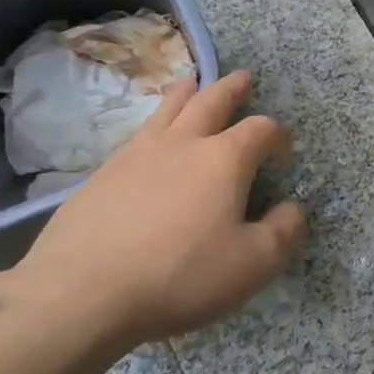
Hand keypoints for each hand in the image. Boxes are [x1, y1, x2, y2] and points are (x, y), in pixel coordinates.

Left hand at [3, 70, 306, 345]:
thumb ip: (283, 231)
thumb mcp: (254, 263)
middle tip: (243, 78)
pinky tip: (152, 139)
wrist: (80, 295)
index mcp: (225, 159)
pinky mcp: (102, 176)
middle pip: (211, 101)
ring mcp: (136, 155)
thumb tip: (292, 208)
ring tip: (194, 83)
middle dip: (232, 89)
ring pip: (167, 110)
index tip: (284, 150)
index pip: (261, 130)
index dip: (278, 135)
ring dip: (187, 93)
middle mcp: (183, 144)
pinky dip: (154, 124)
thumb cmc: (181, 275)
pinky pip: (137, 136)